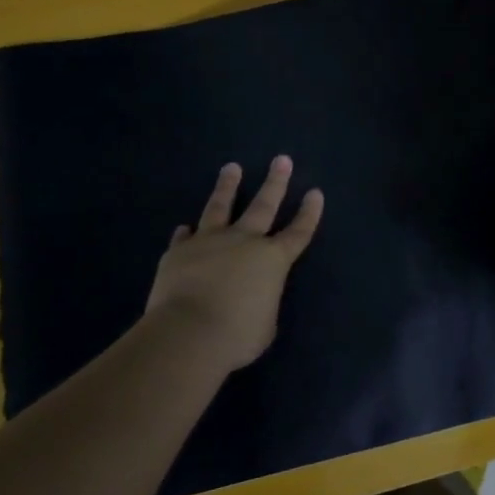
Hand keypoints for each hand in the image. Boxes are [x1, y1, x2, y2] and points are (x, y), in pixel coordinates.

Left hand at [142, 157, 324, 371]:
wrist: (188, 333)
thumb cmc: (237, 335)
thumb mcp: (265, 325)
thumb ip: (263, 303)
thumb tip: (253, 298)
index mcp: (273, 260)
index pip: (298, 232)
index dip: (309, 213)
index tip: (315, 192)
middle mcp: (244, 242)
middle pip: (264, 205)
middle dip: (275, 182)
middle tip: (281, 159)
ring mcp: (209, 242)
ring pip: (221, 206)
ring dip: (227, 186)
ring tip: (231, 168)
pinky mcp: (179, 252)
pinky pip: (185, 238)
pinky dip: (187, 234)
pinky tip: (185, 228)